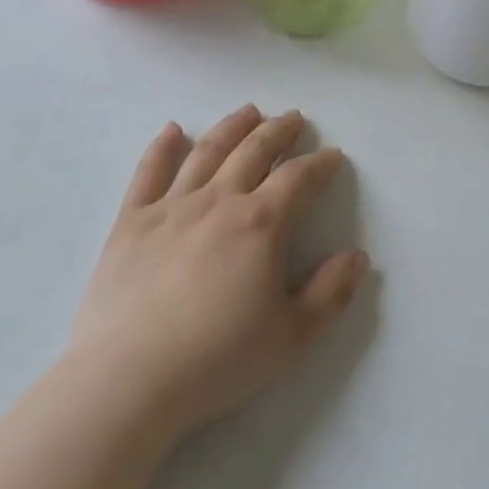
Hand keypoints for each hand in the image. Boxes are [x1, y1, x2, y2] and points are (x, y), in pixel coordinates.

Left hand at [66, 106, 368, 440]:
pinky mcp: (132, 220)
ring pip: (207, 151)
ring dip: (232, 127)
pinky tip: (173, 130)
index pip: (298, 179)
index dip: (319, 164)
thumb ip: (330, 293)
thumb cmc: (218, 359)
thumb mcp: (291, 337)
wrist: (130, 377)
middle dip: (278, 131)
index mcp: (261, 224)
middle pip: (253, 151)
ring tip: (248, 111)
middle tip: (293, 117)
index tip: (332, 155)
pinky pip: (150, 171)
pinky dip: (162, 146)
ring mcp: (171, 206)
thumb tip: (358, 257)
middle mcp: (218, 201)